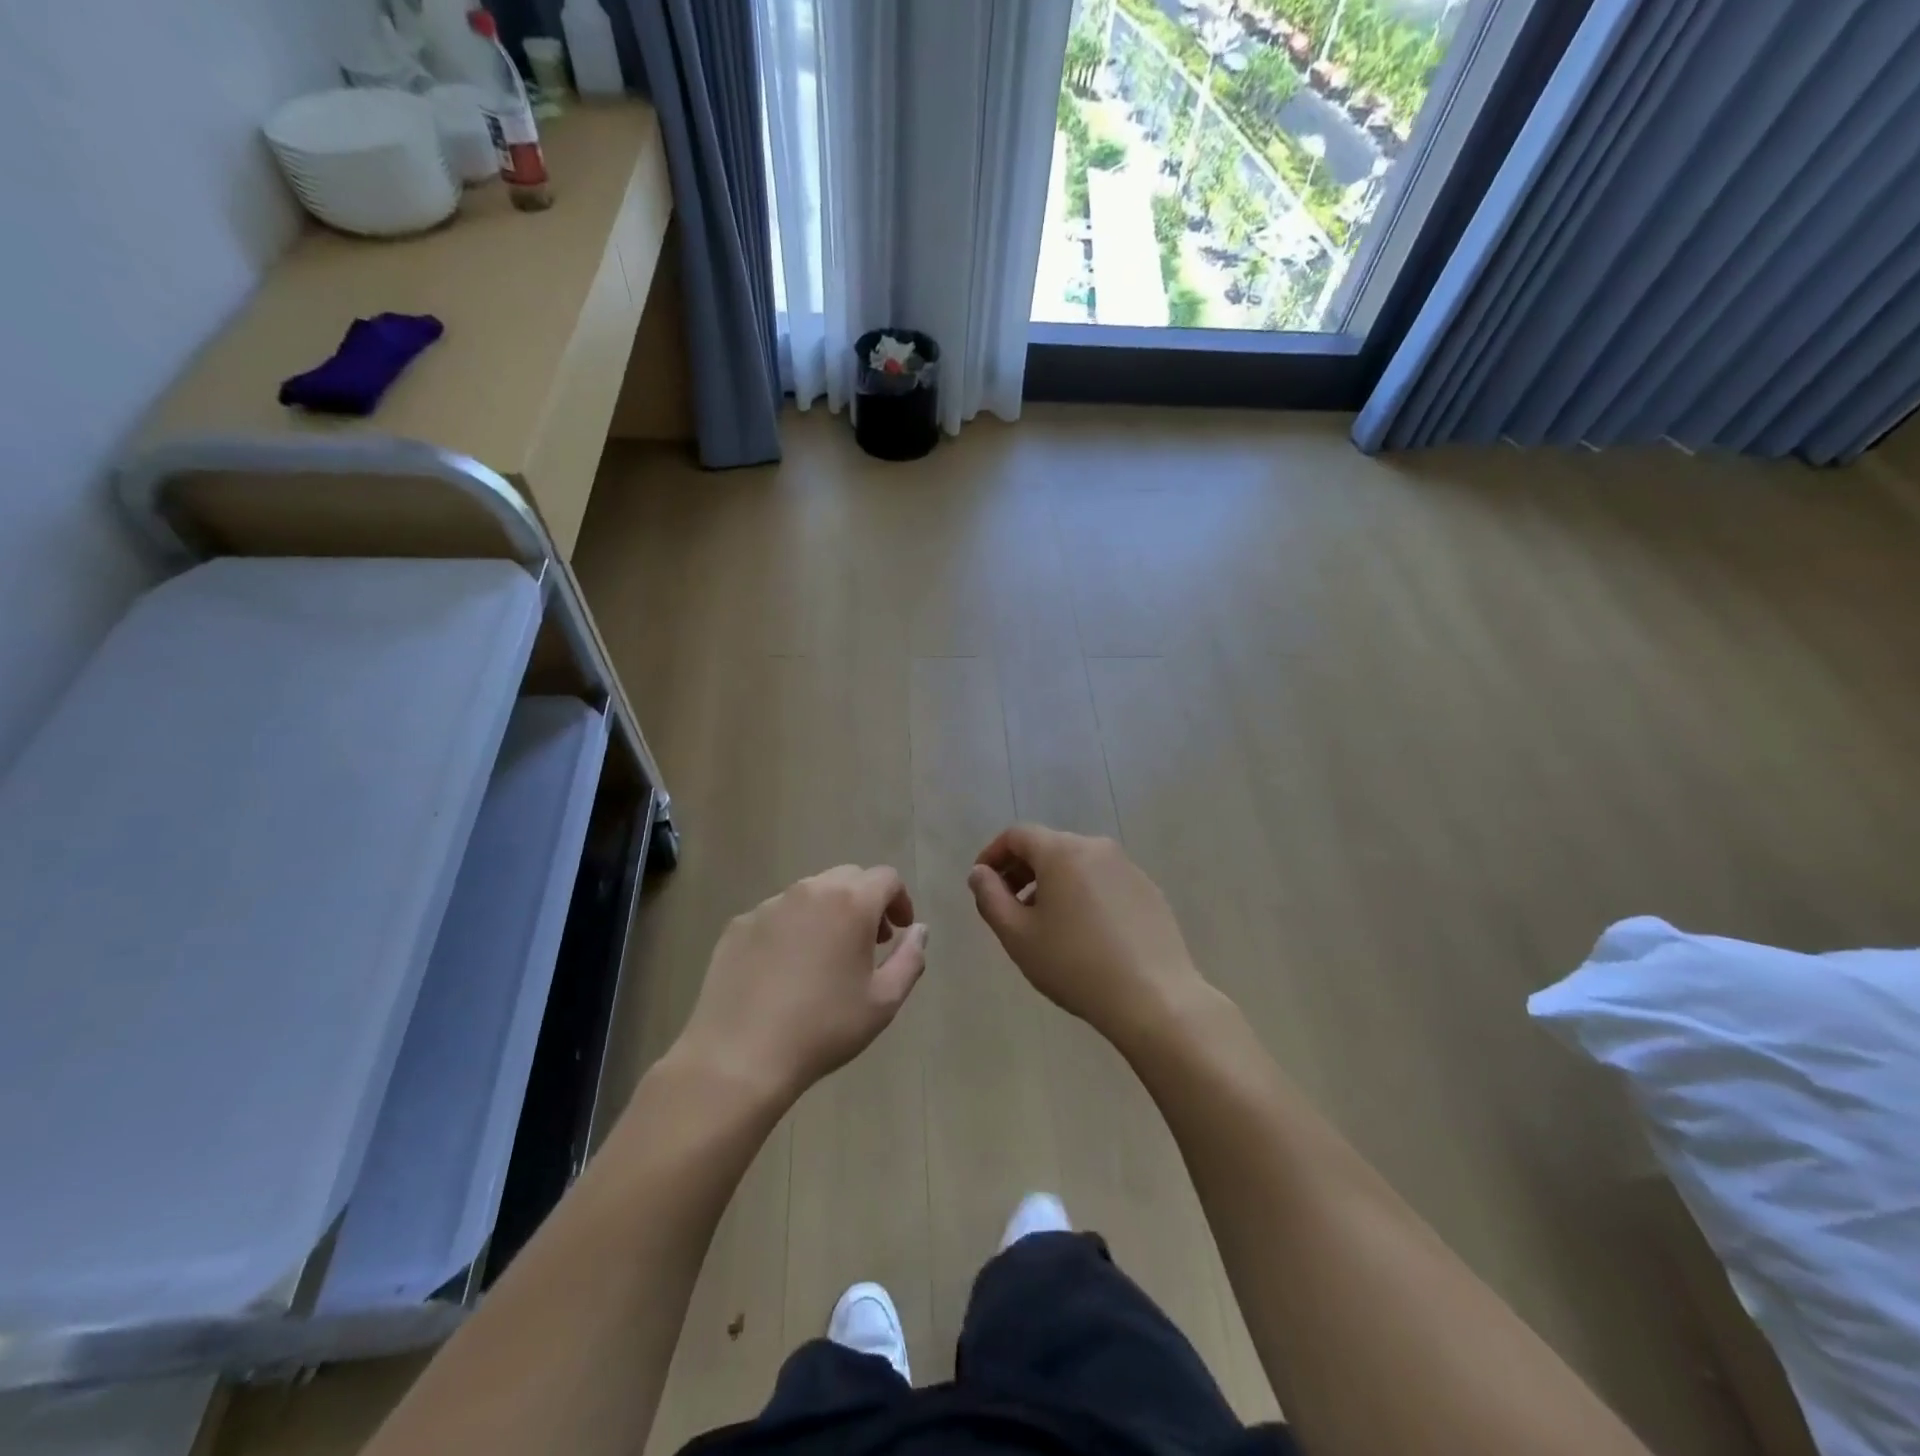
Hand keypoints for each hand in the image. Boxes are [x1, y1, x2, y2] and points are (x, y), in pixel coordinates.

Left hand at [673, 866, 927, 1105]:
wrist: (739, 1056)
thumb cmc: (823, 1028)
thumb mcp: (884, 1001)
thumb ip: (911, 958)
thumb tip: (919, 930)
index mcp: (850, 902)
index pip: (886, 878)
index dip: (900, 900)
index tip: (899, 931)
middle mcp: (810, 891)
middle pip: (848, 878)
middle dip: (866, 901)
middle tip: (869, 942)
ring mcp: (769, 906)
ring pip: (810, 893)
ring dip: (828, 912)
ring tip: (826, 956)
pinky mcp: (738, 925)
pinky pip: (776, 915)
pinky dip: (792, 928)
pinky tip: (785, 970)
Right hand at [968, 825, 1212, 1048]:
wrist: (1155, 997)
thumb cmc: (1075, 965)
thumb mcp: (1018, 936)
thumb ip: (990, 897)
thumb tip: (980, 873)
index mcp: (1062, 851)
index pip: (1017, 835)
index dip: (993, 855)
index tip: (981, 884)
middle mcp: (1096, 847)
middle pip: (1048, 846)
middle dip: (1022, 870)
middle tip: (1008, 907)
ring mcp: (1127, 867)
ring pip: (1077, 864)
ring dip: (1052, 883)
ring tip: (1045, 924)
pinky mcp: (1148, 890)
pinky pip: (1103, 881)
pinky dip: (1083, 894)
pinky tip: (1084, 934)